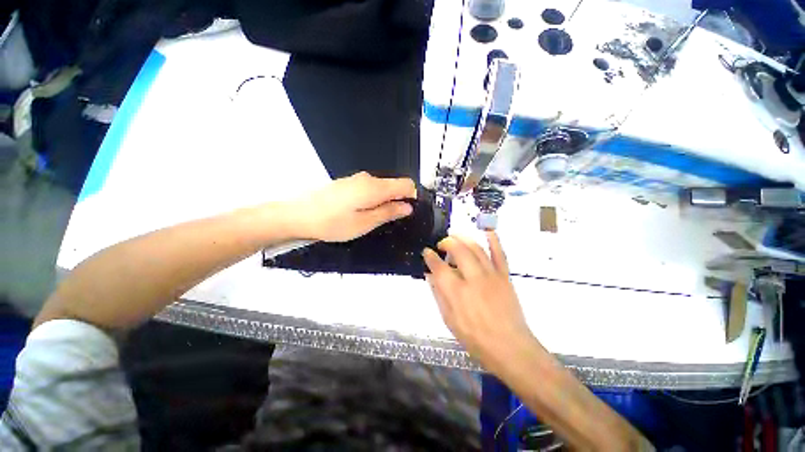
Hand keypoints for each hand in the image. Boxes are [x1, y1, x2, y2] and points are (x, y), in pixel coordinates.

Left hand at [292, 172, 416, 241]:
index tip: (407, 212)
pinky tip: (360, 212)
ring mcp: (357, 179)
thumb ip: (389, 212)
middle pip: (394, 185)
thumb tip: (407, 207)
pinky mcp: (349, 183)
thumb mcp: (365, 223)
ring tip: (371, 218)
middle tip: (387, 220)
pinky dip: (373, 199)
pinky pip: (370, 188)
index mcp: (375, 187)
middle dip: (397, 201)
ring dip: (384, 201)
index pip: (406, 184)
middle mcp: (368, 178)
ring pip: (382, 187)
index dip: (411, 197)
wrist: (300, 215)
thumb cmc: (332, 223)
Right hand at [423, 232, 535, 368]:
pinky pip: (500, 253)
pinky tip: (488, 231)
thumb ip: (438, 295)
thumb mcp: (449, 320)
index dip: (430, 257)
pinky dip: (494, 240)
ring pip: (476, 248)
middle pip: (458, 250)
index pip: (438, 267)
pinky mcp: (504, 276)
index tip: (426, 252)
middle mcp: (473, 279)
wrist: (510, 347)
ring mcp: (491, 275)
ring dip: (463, 238)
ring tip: (455, 236)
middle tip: (442, 244)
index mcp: (456, 292)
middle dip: (447, 242)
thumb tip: (430, 276)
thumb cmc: (475, 338)